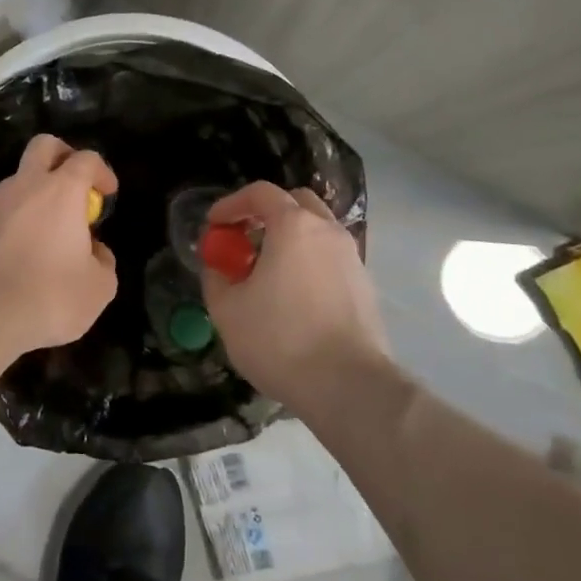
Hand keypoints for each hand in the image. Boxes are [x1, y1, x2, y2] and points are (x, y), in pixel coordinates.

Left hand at [0, 134, 118, 356]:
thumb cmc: (49, 297)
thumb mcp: (98, 288)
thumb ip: (103, 261)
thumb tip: (93, 250)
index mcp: (61, 191)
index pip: (86, 159)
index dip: (101, 171)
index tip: (107, 193)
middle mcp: (24, 185)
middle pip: (43, 146)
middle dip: (62, 156)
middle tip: (73, 185)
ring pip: (16, 181)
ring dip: (34, 196)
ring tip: (43, 236)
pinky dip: (11, 222)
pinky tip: (14, 256)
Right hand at [201, 181, 389, 405]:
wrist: (349, 387)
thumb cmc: (280, 340)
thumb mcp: (227, 310)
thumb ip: (216, 277)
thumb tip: (219, 266)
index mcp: (293, 226)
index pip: (260, 193)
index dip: (231, 203)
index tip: (215, 225)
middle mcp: (327, 232)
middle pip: (296, 204)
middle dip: (267, 214)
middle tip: (245, 240)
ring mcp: (352, 258)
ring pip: (317, 232)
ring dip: (290, 240)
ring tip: (268, 272)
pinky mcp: (365, 287)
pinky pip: (331, 259)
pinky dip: (309, 264)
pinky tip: (294, 297)